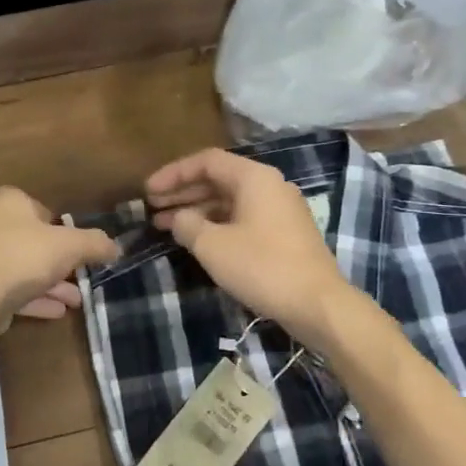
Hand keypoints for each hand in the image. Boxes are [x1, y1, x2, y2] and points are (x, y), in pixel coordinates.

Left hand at [0, 186, 119, 332]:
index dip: (63, 229)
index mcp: (7, 201)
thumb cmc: (22, 257)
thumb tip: (116, 246)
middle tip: (81, 277)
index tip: (80, 249)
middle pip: (32, 241)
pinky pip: (10, 288)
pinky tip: (57, 312)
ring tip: (76, 301)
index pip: (41, 209)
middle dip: (59, 262)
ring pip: (22, 267)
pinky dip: (33, 298)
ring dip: (50, 284)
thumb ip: (95, 244)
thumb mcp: (69, 246)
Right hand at [146, 148, 356, 345]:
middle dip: (182, 192)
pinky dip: (216, 224)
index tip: (148, 191)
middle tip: (152, 208)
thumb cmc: (262, 267)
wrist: (317, 304)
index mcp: (254, 178)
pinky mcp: (284, 234)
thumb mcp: (212, 245)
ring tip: (165, 226)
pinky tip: (197, 240)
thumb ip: (187, 224)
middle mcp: (270, 186)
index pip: (206, 161)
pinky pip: (242, 217)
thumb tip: (178, 218)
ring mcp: (280, 210)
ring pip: (229, 201)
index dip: (173, 174)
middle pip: (218, 179)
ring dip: (196, 210)